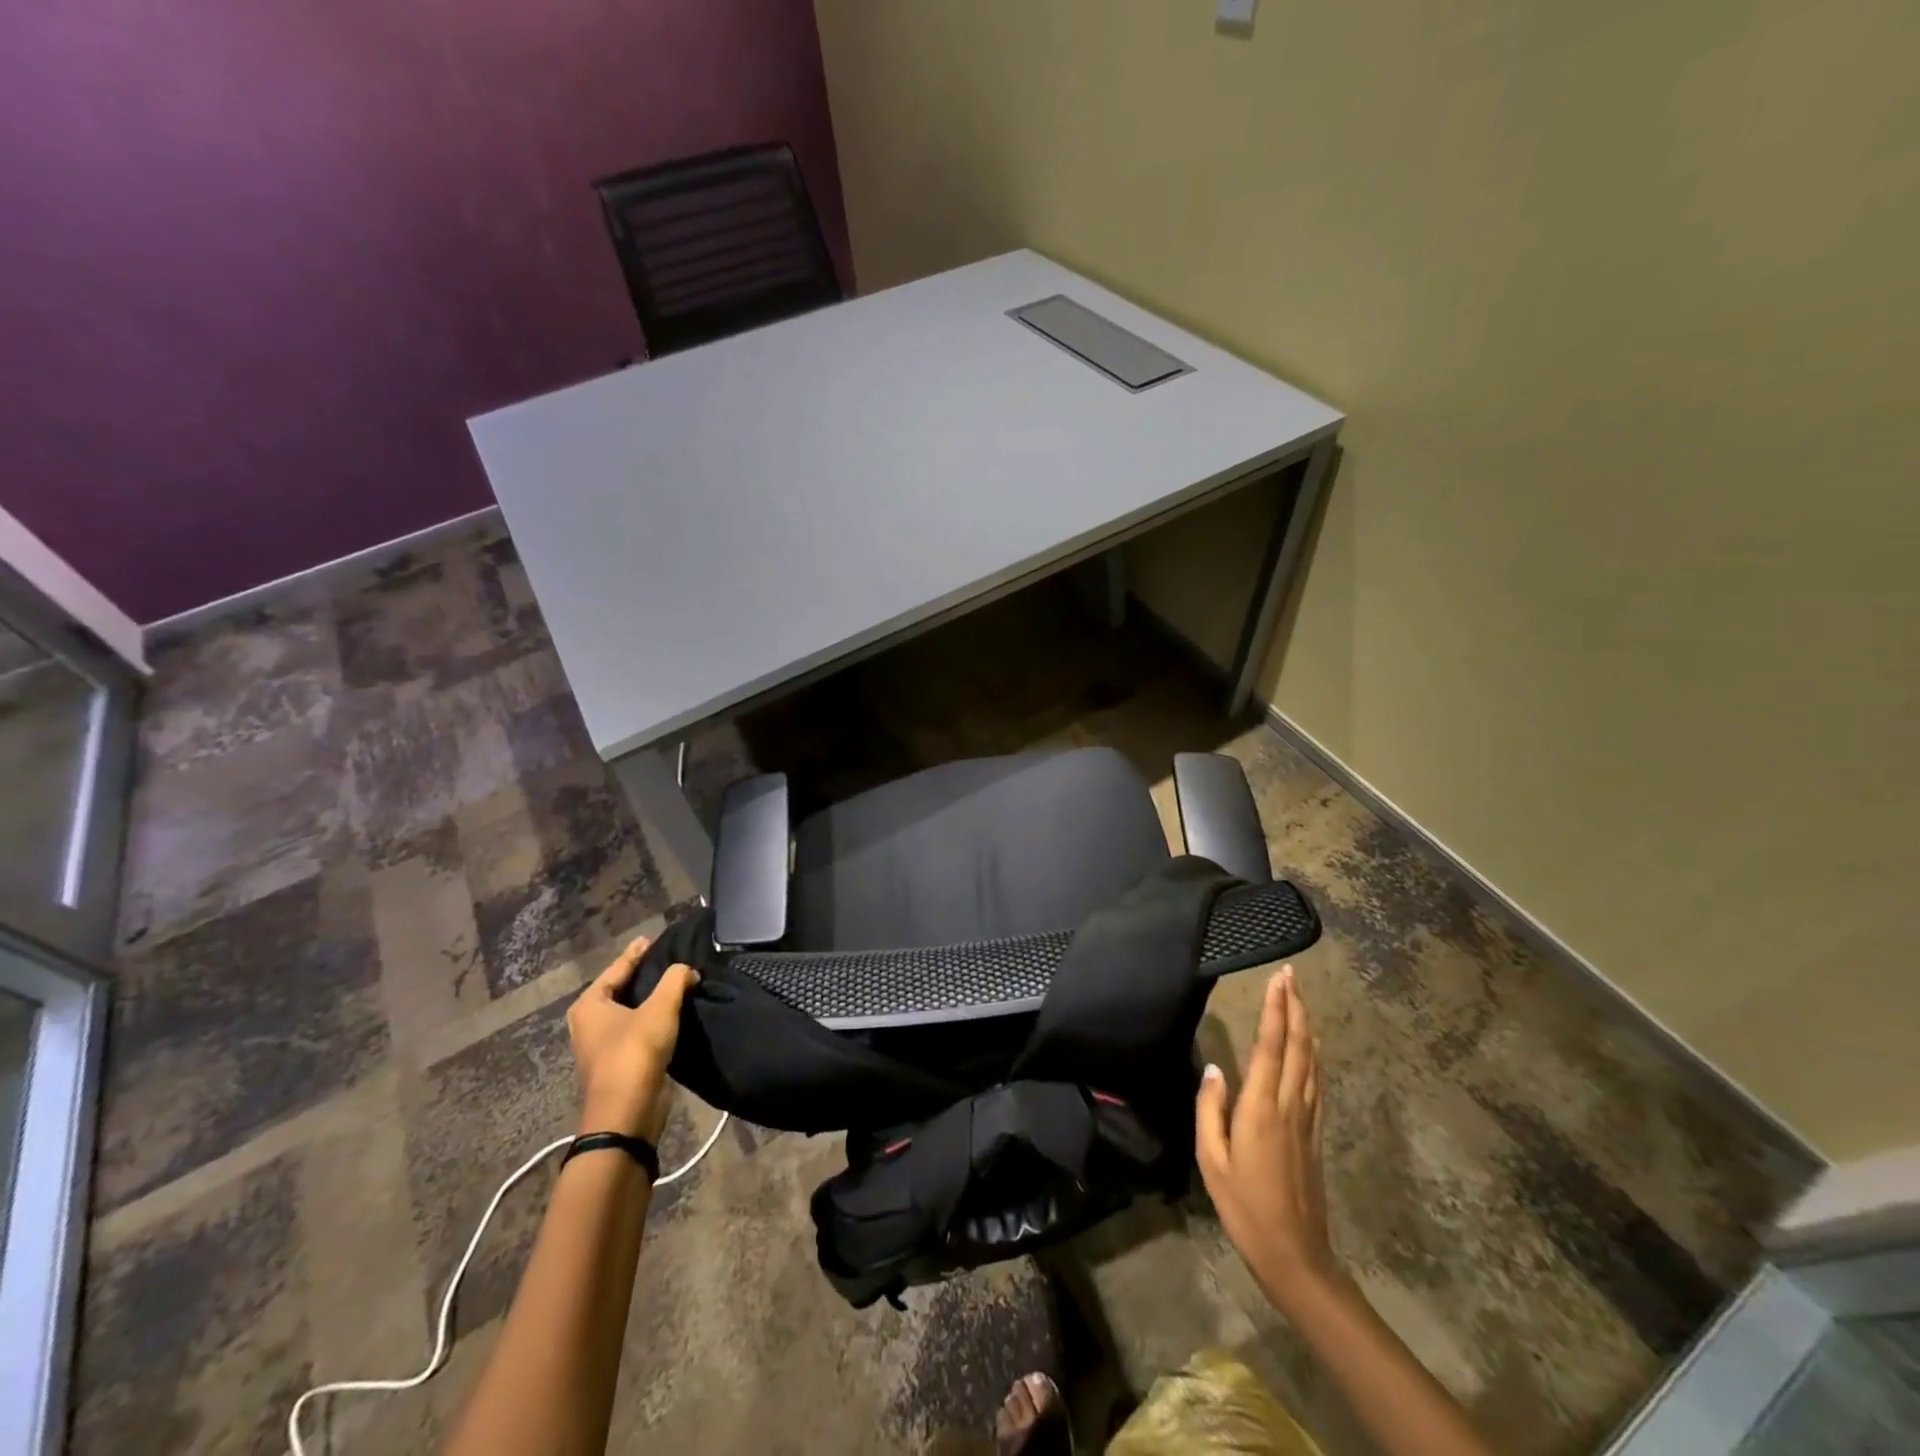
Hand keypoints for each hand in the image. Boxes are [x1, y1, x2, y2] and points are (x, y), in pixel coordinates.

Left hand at [566, 936, 698, 1143]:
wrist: (627, 1113)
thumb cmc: (635, 1052)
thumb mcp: (660, 1008)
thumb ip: (676, 980)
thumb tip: (687, 970)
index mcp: (589, 1005)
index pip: (617, 969)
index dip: (636, 953)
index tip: (651, 939)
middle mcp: (589, 1023)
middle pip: (620, 989)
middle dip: (642, 975)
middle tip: (666, 958)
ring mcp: (601, 1045)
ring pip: (629, 1011)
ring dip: (649, 999)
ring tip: (674, 983)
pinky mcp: (618, 1063)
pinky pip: (637, 1030)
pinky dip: (652, 1019)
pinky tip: (672, 1013)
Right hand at [1196, 965, 1336, 1312]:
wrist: (1296, 1256)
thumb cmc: (1244, 1208)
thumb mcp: (1211, 1161)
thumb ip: (1210, 1110)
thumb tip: (1214, 1068)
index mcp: (1261, 1108)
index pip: (1271, 1047)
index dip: (1275, 1010)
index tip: (1278, 979)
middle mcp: (1289, 1106)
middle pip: (1298, 1047)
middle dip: (1295, 1008)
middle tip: (1291, 976)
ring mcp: (1307, 1120)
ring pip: (1312, 1062)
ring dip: (1306, 1027)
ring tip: (1300, 999)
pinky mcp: (1316, 1135)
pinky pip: (1317, 1084)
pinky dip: (1315, 1057)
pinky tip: (1313, 1048)